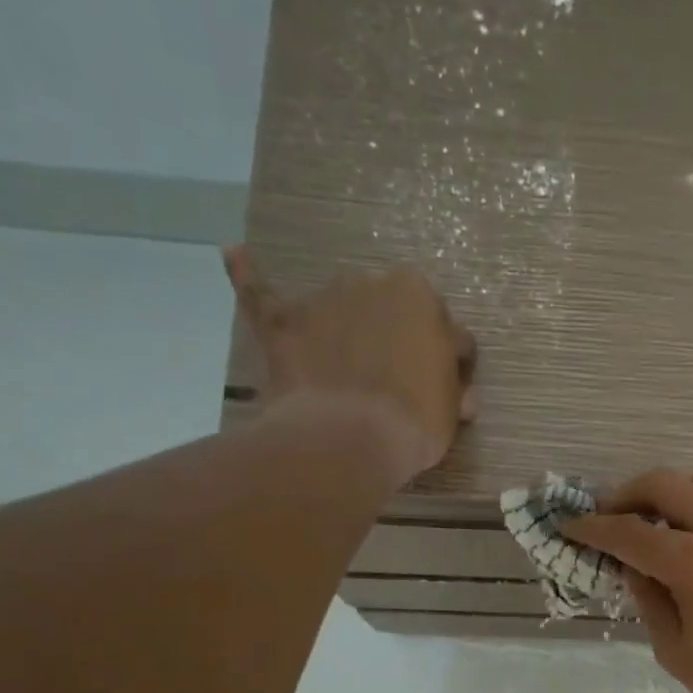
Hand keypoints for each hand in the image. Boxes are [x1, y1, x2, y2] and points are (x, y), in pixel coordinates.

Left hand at [224, 248, 477, 481]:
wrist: (347, 438)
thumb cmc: (413, 422)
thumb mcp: (450, 411)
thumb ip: (450, 389)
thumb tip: (458, 395)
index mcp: (420, 297)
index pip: (443, 328)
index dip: (443, 361)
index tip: (439, 387)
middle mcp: (372, 284)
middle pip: (390, 311)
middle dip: (394, 339)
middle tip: (395, 383)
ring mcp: (323, 299)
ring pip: (340, 309)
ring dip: (345, 328)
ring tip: (344, 370)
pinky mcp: (282, 322)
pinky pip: (261, 294)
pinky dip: (248, 276)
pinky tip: (234, 254)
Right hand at [563, 470, 692, 692]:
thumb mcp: (674, 650)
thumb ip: (648, 599)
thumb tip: (632, 567)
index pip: (629, 532)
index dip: (594, 529)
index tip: (570, 527)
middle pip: (664, 485)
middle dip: (626, 495)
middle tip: (607, 517)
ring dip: (669, 490)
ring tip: (651, 516)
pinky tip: (690, 530)